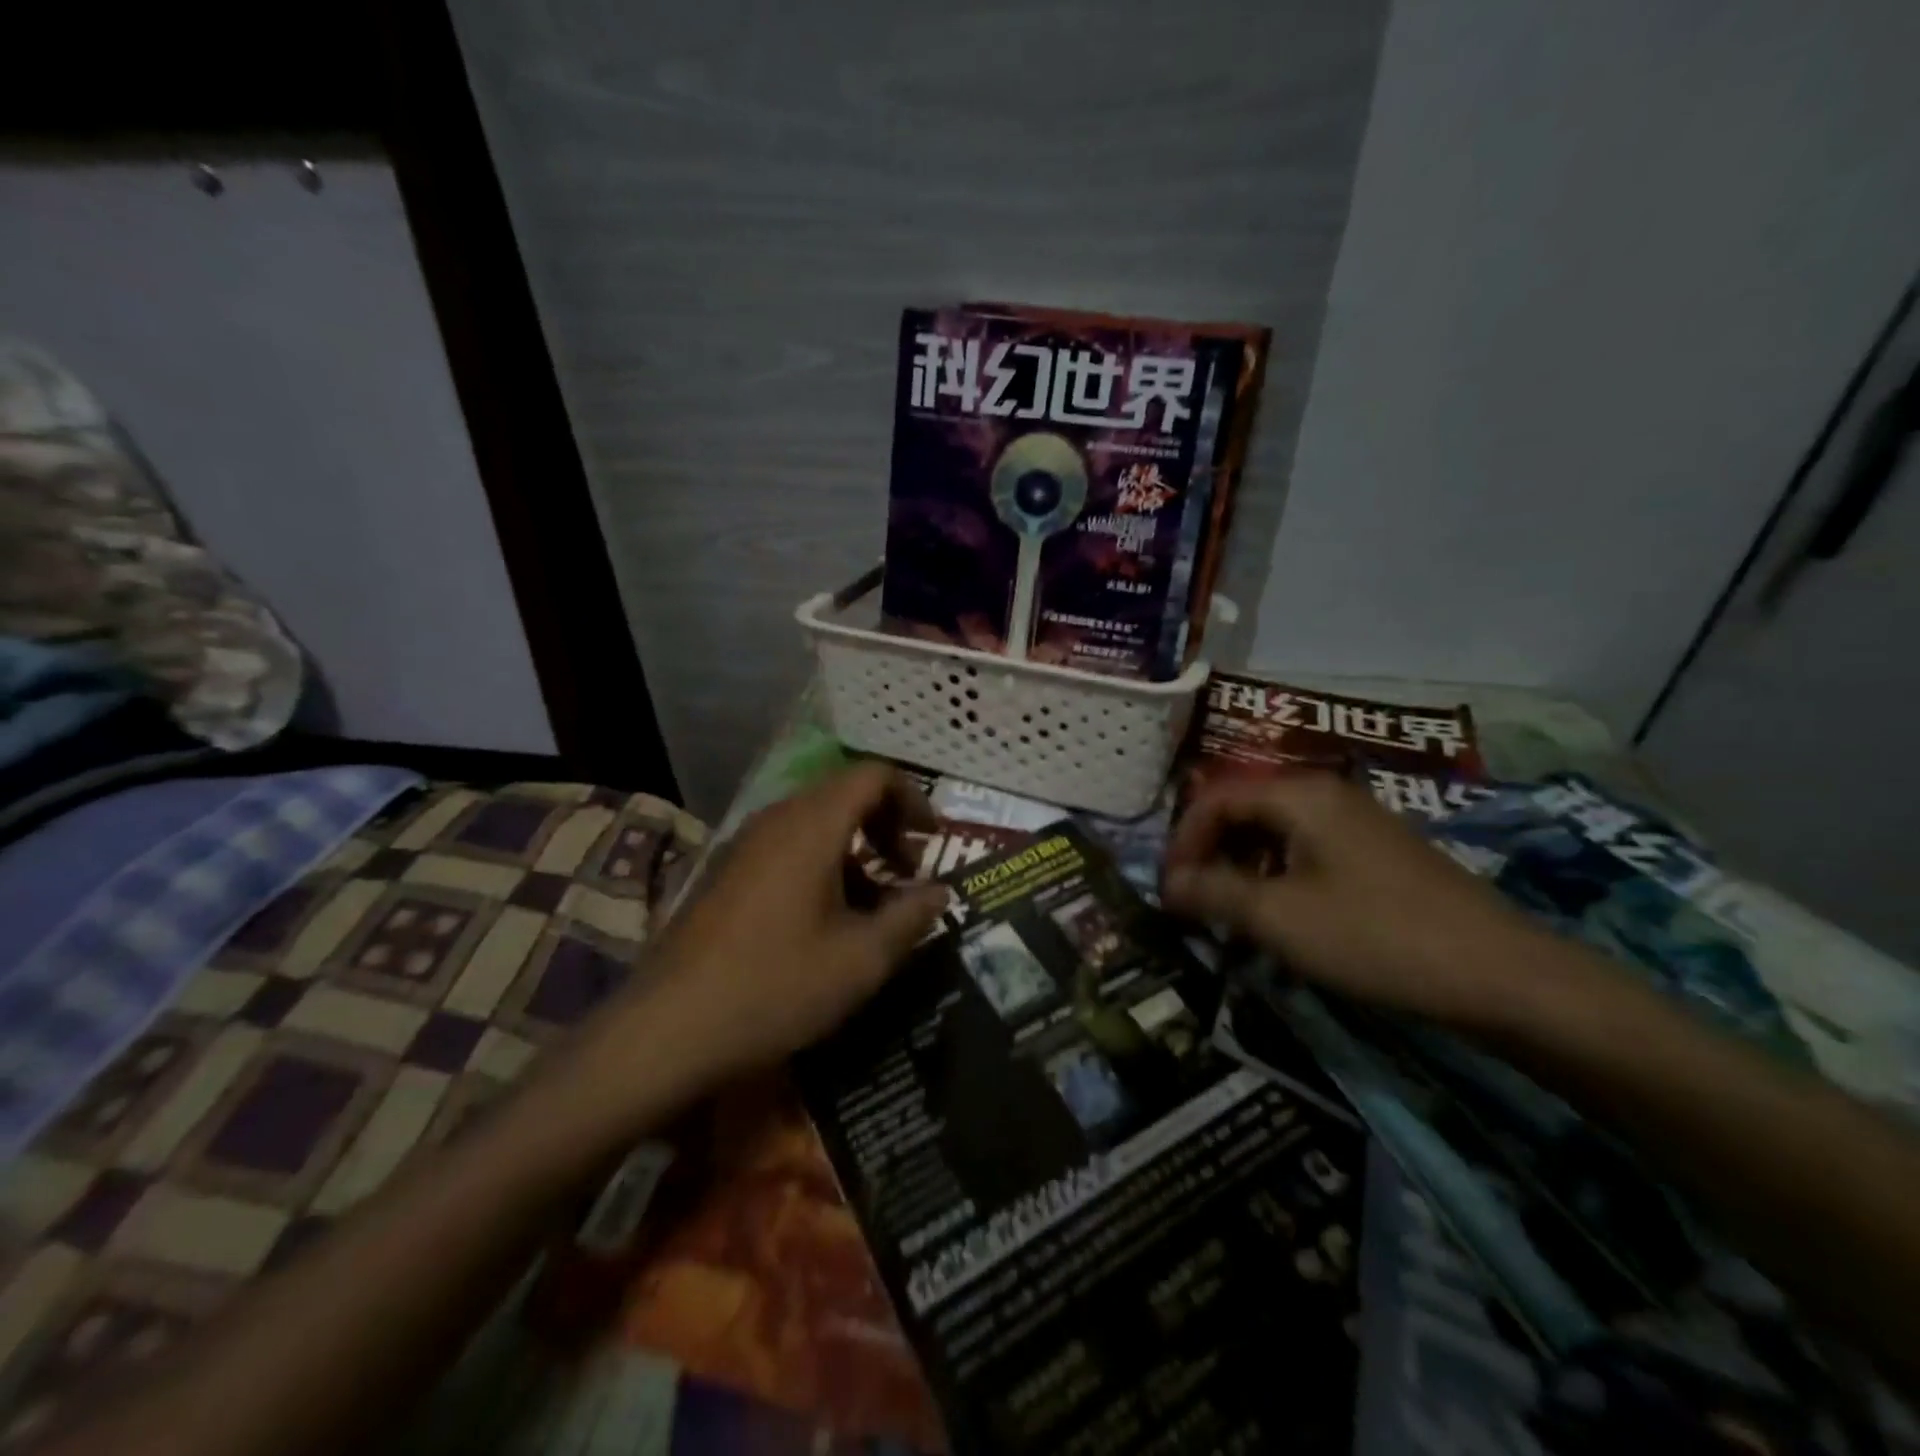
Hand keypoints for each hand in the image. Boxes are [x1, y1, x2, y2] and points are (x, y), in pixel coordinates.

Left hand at [610, 765, 948, 1089]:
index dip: (913, 798)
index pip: (873, 775)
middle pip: (844, 794)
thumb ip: (910, 916)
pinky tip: (829, 920)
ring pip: (816, 823)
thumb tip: (939, 892)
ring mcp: (745, 845)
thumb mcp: (862, 959)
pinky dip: (823, 865)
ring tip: (875, 903)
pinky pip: (788, 847)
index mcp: (812, 824)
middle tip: (909, 871)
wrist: (668, 1030)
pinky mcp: (727, 873)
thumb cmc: (777, 986)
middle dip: (886, 825)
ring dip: (856, 849)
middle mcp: (776, 820)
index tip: (933, 841)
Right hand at [1163, 773, 1556, 1029]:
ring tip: (1232, 917)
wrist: (1500, 975)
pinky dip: (1278, 880)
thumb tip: (1168, 884)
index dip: (1183, 841)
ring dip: (1243, 870)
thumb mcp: (1278, 917)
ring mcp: (1358, 824)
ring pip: (1276, 835)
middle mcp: (1327, 796)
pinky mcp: (1378, 855)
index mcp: (1300, 795)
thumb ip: (1213, 893)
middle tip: (1195, 904)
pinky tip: (1282, 920)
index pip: (1216, 799)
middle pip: (1246, 811)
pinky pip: (1308, 854)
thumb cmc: (1374, 936)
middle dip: (1211, 855)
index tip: (1169, 890)